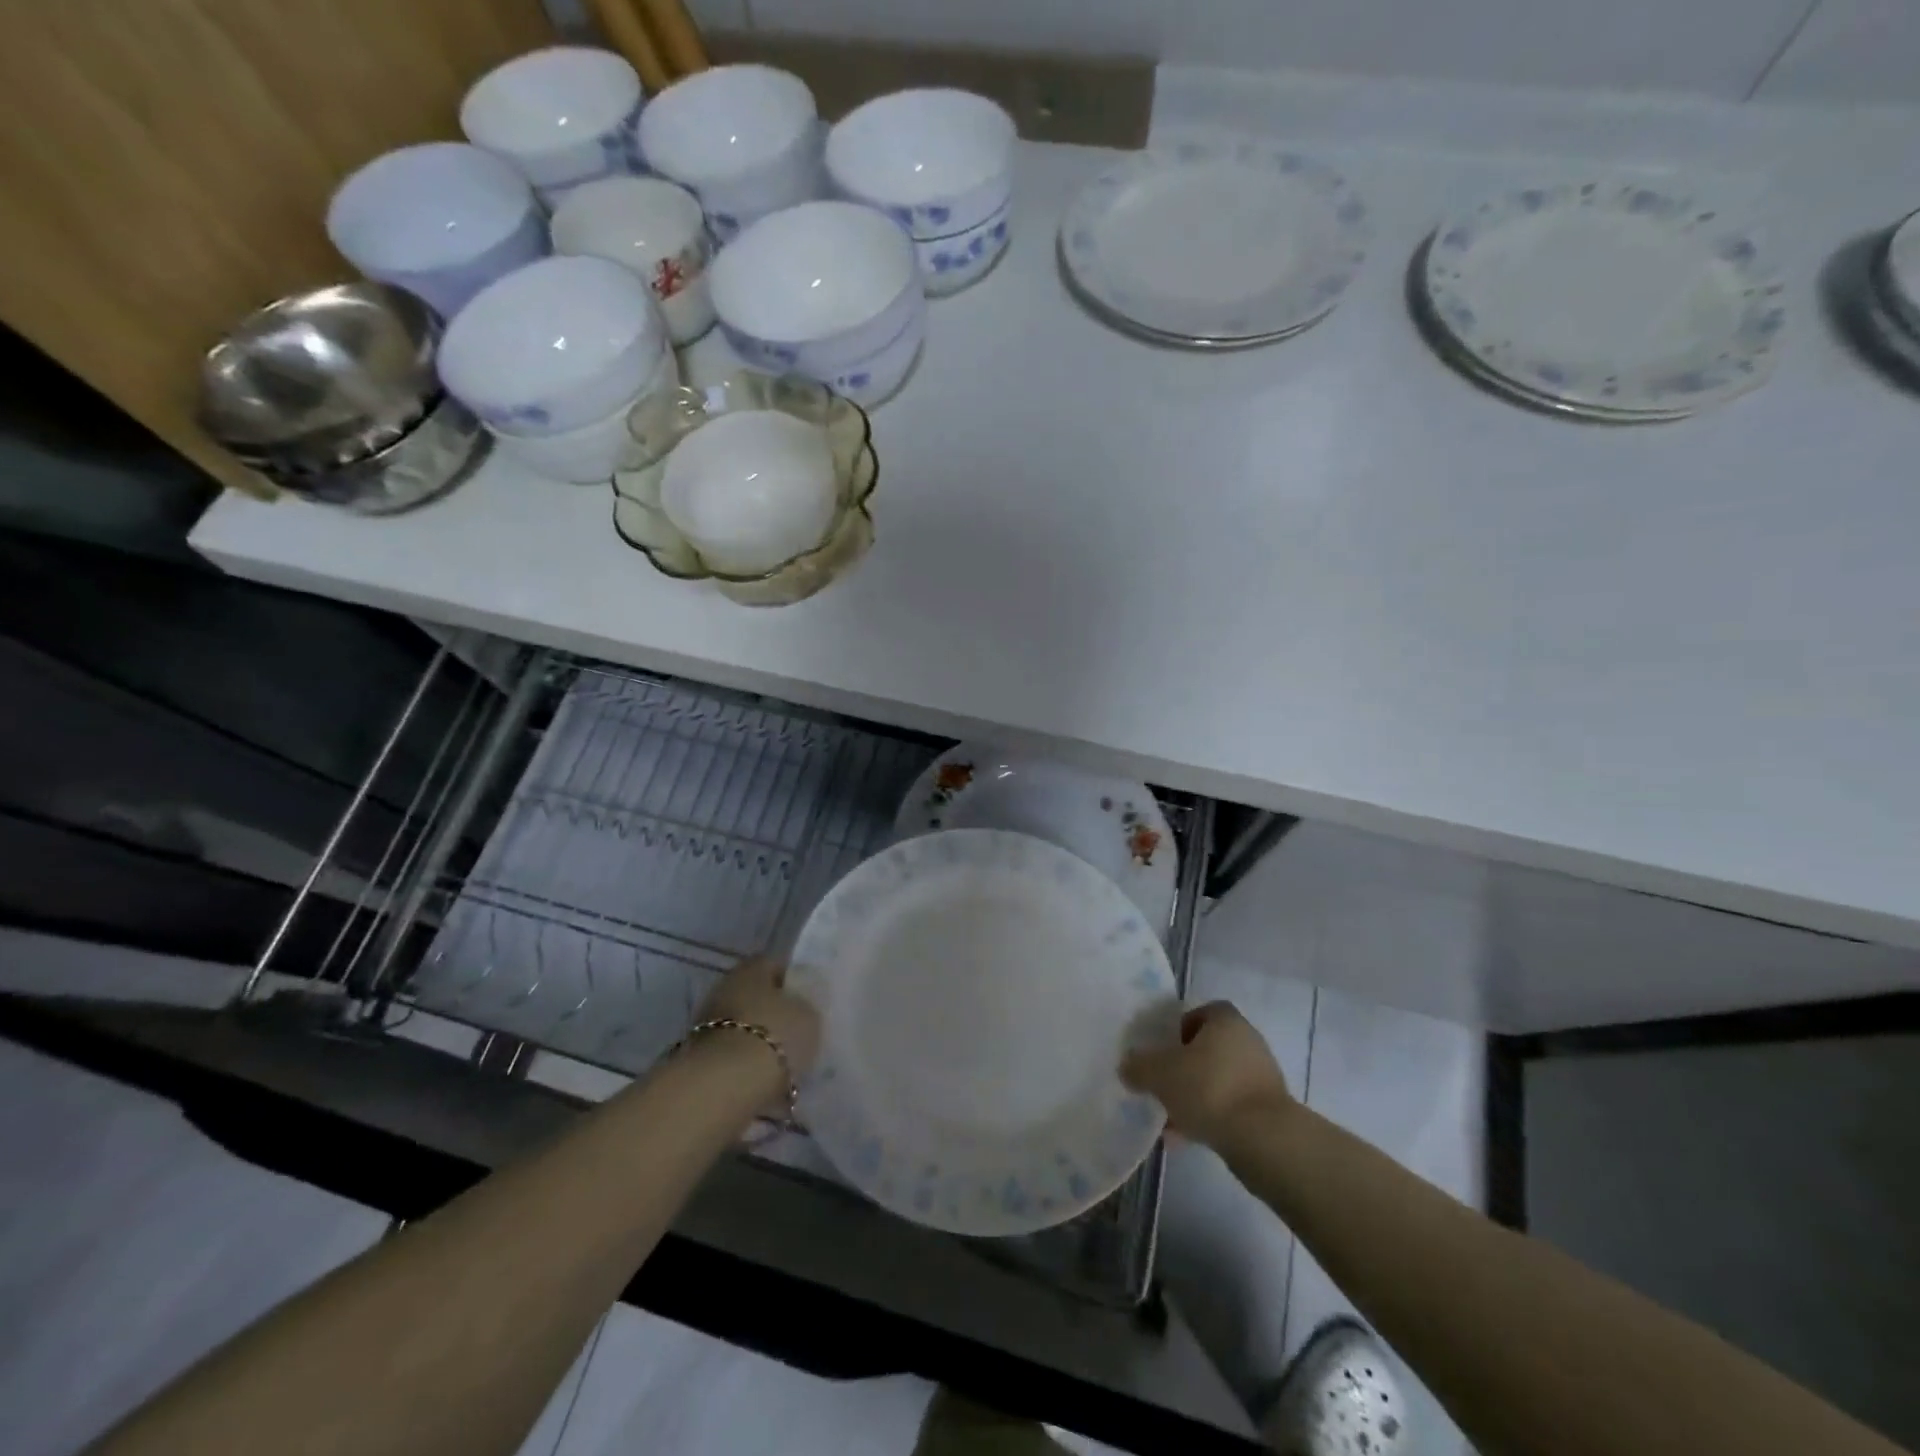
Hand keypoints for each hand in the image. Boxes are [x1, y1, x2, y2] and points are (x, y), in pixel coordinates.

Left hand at [692, 956, 820, 1092]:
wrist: (724, 1084)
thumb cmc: (774, 1036)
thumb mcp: (809, 1017)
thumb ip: (806, 1007)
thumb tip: (800, 1009)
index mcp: (752, 967)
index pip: (774, 965)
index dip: (792, 982)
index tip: (807, 1001)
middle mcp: (725, 987)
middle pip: (754, 996)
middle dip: (772, 1013)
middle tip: (795, 1032)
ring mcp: (707, 1022)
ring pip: (741, 1026)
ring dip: (757, 1040)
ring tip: (781, 1062)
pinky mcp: (698, 1056)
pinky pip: (731, 1054)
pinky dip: (744, 1063)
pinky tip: (763, 1078)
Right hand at [1119, 1001, 1292, 1149]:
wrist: (1264, 1140)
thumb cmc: (1209, 1089)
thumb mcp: (1159, 1073)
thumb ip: (1138, 1066)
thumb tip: (1127, 1066)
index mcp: (1226, 1021)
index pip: (1201, 1012)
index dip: (1179, 1027)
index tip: (1162, 1049)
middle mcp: (1248, 1042)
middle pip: (1208, 1049)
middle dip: (1184, 1067)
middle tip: (1161, 1083)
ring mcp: (1261, 1078)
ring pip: (1217, 1081)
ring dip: (1194, 1096)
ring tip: (1168, 1118)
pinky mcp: (1267, 1111)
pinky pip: (1229, 1107)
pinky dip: (1209, 1118)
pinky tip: (1184, 1139)